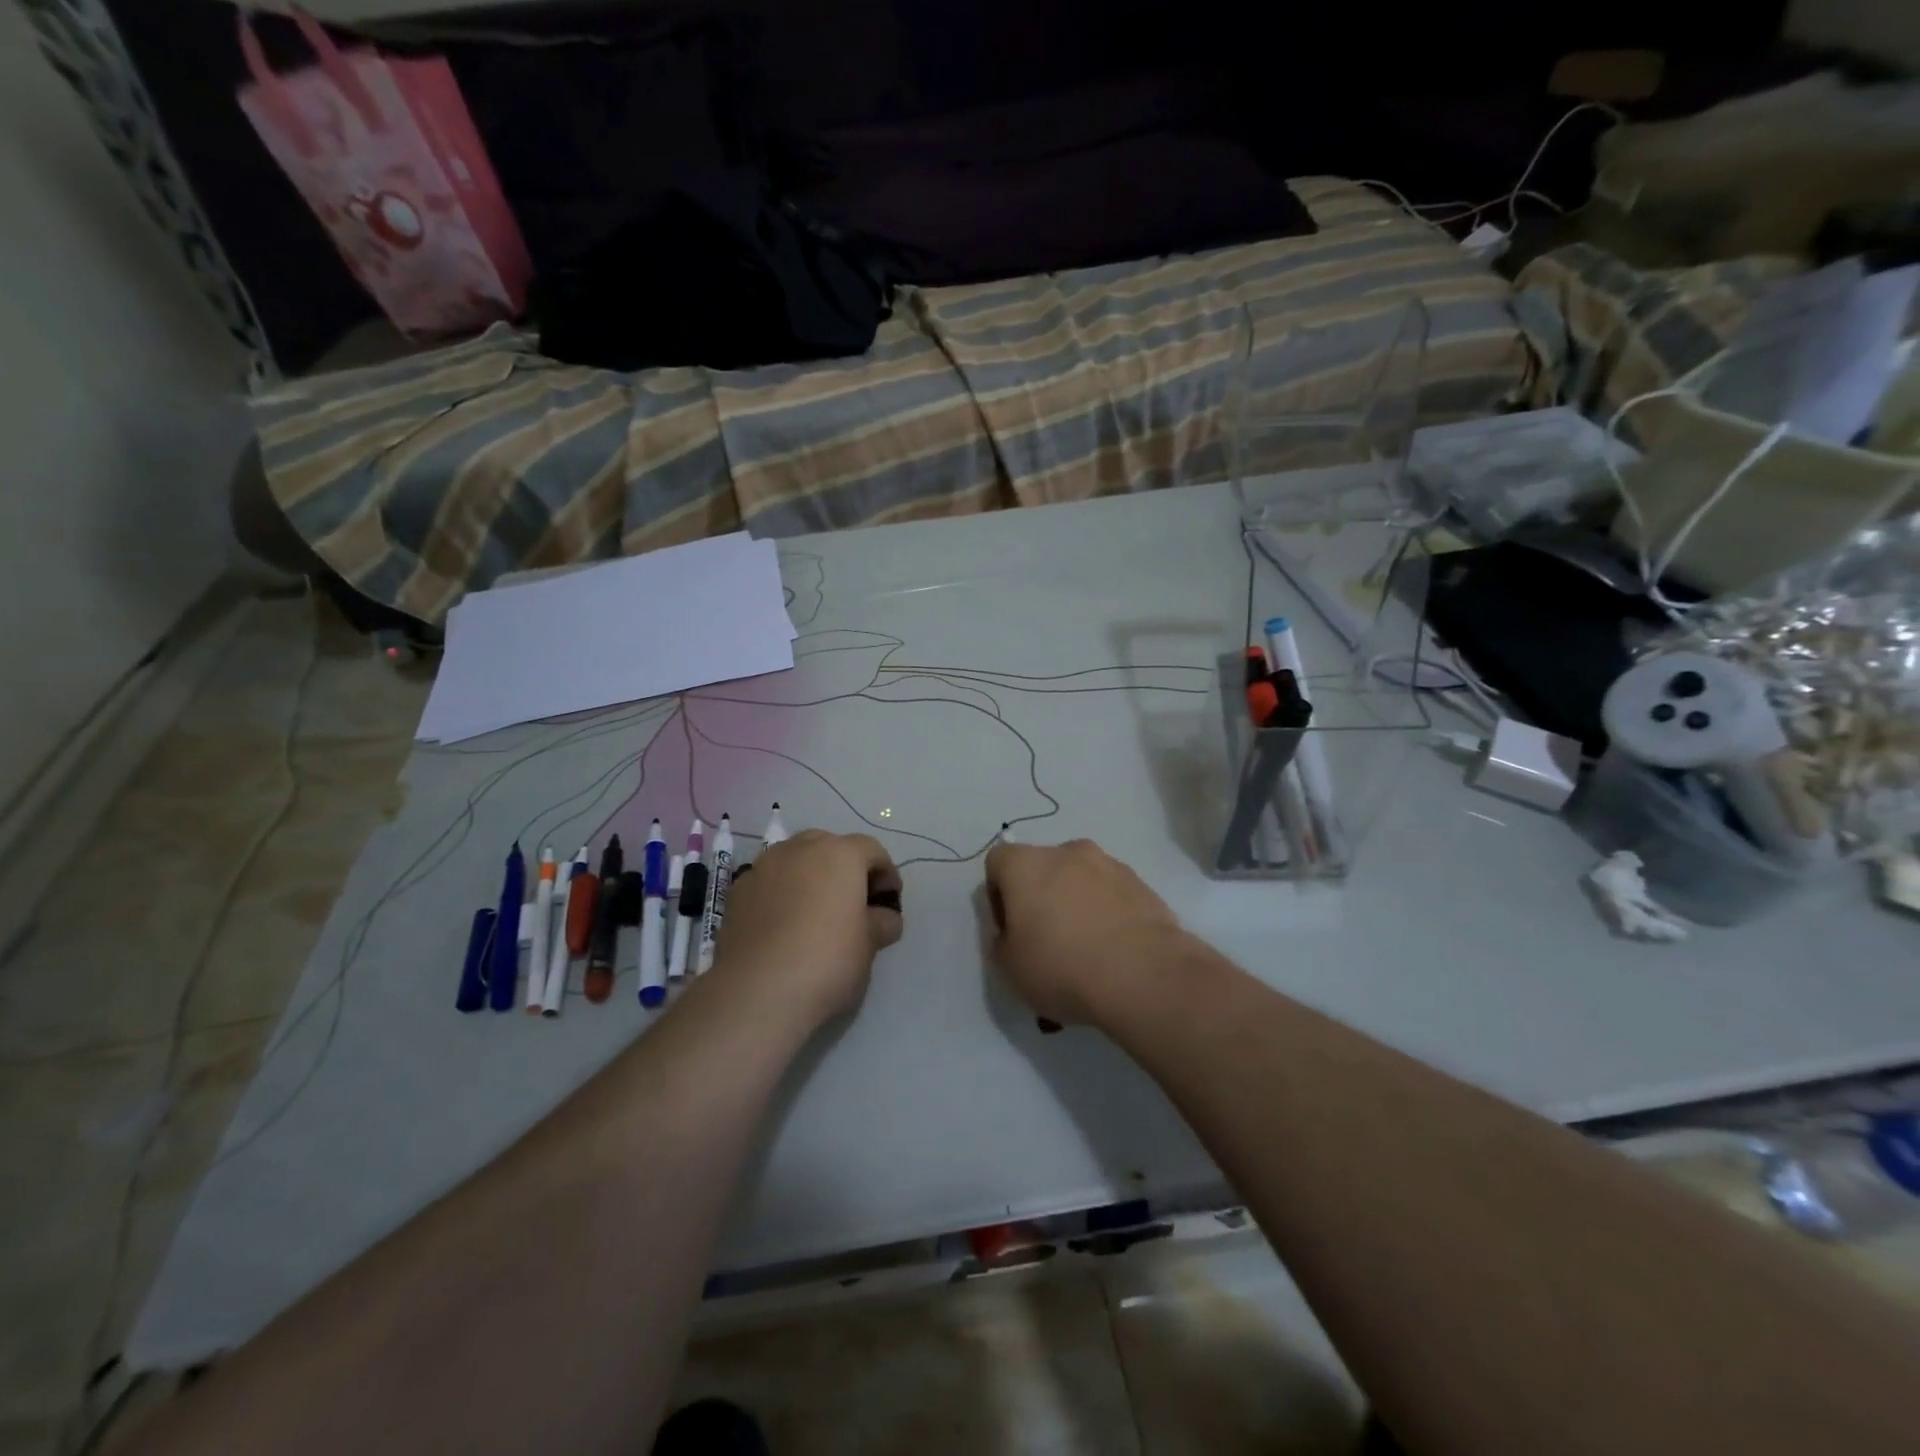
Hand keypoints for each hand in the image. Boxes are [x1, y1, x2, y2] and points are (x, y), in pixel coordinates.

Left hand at [711, 830, 903, 1024]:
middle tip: (852, 902)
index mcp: (840, 854)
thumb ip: (881, 923)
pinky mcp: (737, 891)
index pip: (872, 850)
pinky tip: (783, 926)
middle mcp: (800, 849)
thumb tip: (884, 918)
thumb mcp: (869, 945)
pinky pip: (769, 882)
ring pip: (794, 860)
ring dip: (809, 877)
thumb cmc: (827, 960)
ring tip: (814, 912)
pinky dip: (780, 893)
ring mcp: (763, 867)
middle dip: (844, 868)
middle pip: (829, 846)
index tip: (889, 903)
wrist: (757, 991)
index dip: (886, 874)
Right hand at [983, 838, 1186, 1025]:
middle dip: (1041, 895)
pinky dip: (1108, 912)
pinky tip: (1115, 950)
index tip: (1010, 928)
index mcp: (1026, 864)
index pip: (998, 861)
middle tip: (1047, 939)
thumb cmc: (1062, 967)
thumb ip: (1003, 940)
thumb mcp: (1009, 967)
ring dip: (1077, 901)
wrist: (1144, 975)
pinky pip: (1113, 893)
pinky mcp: (1142, 884)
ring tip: (1087, 948)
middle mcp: (1067, 852)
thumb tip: (1014, 931)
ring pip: (1081, 878)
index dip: (998, 894)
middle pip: (1042, 866)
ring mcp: (1109, 864)